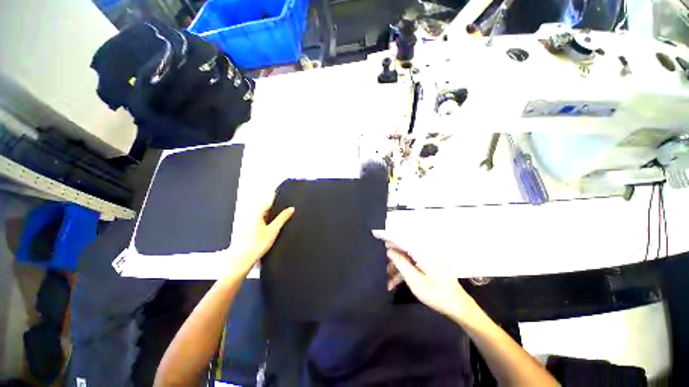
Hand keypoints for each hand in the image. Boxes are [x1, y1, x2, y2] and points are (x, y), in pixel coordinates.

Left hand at [229, 202, 293, 275]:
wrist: (242, 260)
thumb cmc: (256, 245)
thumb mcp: (274, 230)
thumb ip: (283, 218)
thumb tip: (291, 209)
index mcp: (256, 213)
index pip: (268, 203)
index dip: (277, 205)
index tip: (284, 209)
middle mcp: (249, 216)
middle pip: (264, 210)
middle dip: (273, 213)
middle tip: (280, 221)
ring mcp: (244, 223)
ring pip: (260, 217)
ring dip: (267, 220)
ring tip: (272, 229)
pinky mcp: (243, 230)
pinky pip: (256, 223)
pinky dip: (262, 226)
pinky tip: (265, 234)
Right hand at [373, 230, 477, 321]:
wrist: (458, 307)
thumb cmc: (437, 295)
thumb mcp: (415, 281)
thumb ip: (401, 263)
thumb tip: (389, 250)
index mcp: (420, 253)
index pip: (399, 240)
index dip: (386, 236)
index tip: (374, 232)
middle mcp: (422, 252)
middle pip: (401, 250)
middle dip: (389, 258)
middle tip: (380, 267)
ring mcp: (424, 259)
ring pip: (404, 259)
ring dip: (395, 269)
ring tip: (388, 282)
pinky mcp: (426, 265)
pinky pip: (410, 265)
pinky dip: (402, 272)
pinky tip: (395, 283)